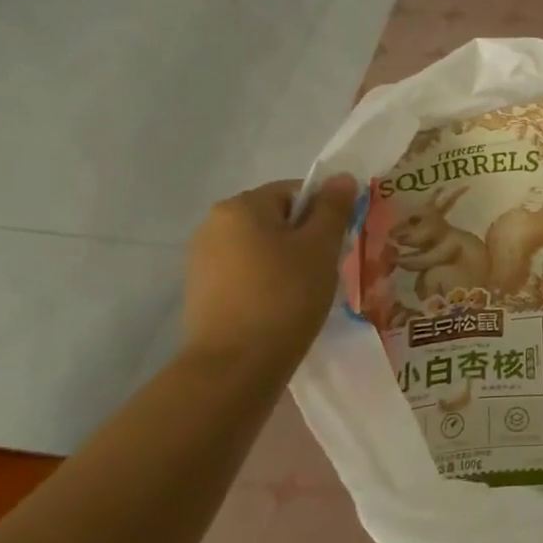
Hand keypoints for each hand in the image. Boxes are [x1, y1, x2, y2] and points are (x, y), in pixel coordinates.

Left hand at [181, 177, 357, 372]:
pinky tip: (280, 308)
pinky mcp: (200, 291)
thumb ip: (333, 208)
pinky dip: (266, 282)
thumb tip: (341, 177)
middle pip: (275, 218)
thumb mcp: (321, 247)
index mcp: (241, 206)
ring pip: (260, 247)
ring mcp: (201, 259)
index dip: (324, 213)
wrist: (236, 364)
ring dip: (286, 261)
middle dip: (305, 238)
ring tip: (305, 293)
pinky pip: (245, 273)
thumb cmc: (286, 295)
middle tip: (327, 269)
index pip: (294, 191)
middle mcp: (213, 224)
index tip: (338, 243)